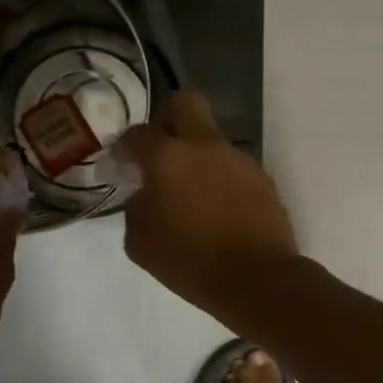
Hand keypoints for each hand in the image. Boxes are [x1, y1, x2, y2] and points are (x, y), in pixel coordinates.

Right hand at [116, 92, 299, 321]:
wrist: (257, 279)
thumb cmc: (190, 262)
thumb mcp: (141, 243)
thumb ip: (136, 208)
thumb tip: (146, 194)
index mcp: (169, 157)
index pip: (138, 134)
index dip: (124, 147)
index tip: (121, 163)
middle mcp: (205, 146)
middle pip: (185, 104)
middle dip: (167, 118)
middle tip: (160, 150)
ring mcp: (238, 159)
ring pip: (211, 139)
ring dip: (197, 155)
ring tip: (191, 193)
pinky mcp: (262, 177)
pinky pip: (232, 166)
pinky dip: (219, 178)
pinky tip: (217, 208)